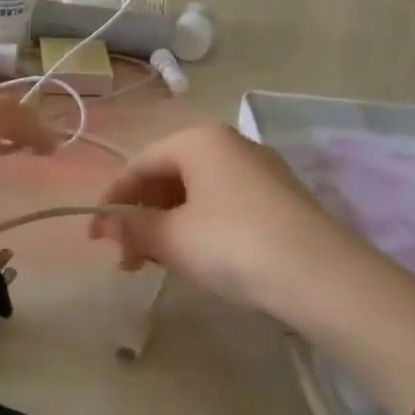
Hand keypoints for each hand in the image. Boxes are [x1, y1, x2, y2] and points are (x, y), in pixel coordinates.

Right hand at [90, 123, 371, 320]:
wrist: (320, 274)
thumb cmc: (232, 243)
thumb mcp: (172, 238)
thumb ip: (132, 228)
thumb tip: (105, 226)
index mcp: (198, 140)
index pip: (138, 164)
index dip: (111, 201)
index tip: (95, 239)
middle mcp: (230, 144)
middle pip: (168, 176)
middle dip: (141, 216)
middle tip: (127, 259)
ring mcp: (260, 170)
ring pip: (197, 192)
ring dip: (168, 225)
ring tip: (158, 263)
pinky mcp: (280, 198)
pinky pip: (224, 204)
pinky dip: (199, 226)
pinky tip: (198, 258)